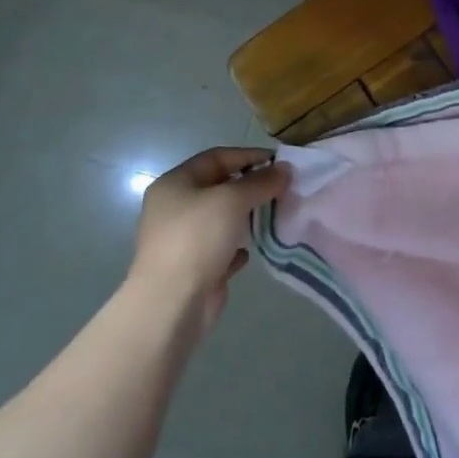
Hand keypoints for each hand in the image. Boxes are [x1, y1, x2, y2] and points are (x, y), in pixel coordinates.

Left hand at [129, 147, 289, 335]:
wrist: (172, 302)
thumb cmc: (197, 238)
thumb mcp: (233, 200)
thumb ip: (261, 181)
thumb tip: (285, 168)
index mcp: (175, 184)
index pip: (216, 157)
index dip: (249, 155)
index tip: (280, 161)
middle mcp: (174, 208)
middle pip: (219, 187)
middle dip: (251, 186)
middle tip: (283, 188)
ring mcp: (182, 239)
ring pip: (221, 218)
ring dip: (247, 216)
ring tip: (276, 214)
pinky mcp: (193, 267)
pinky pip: (221, 248)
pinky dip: (238, 245)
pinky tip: (253, 248)